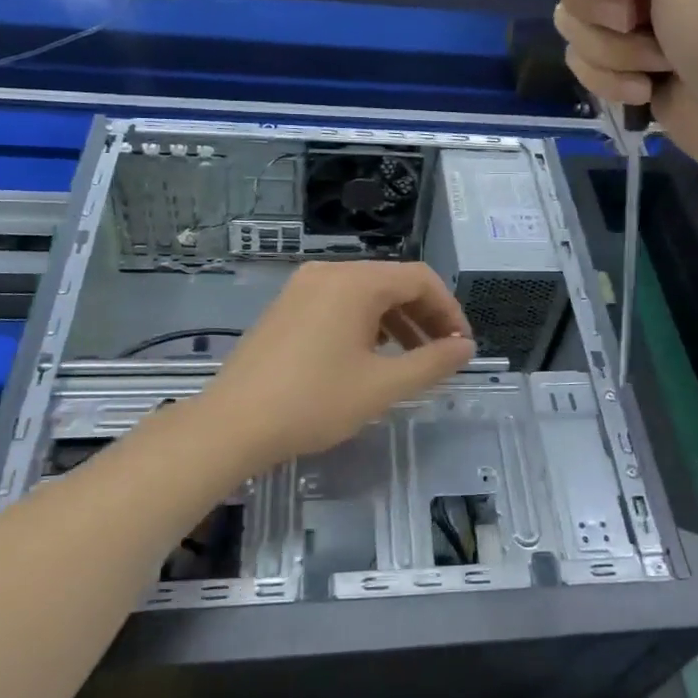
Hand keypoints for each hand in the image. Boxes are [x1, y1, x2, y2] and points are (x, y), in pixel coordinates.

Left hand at [200, 262, 475, 468]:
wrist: (233, 424)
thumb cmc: (314, 402)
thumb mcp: (382, 385)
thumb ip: (432, 362)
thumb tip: (465, 347)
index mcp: (355, 282)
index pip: (420, 279)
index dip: (449, 310)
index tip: (461, 346)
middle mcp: (329, 273)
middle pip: (392, 282)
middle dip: (424, 316)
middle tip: (442, 355)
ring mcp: (302, 287)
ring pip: (365, 294)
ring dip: (396, 322)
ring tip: (411, 360)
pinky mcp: (286, 306)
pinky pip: (339, 303)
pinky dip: (365, 323)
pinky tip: (369, 357)